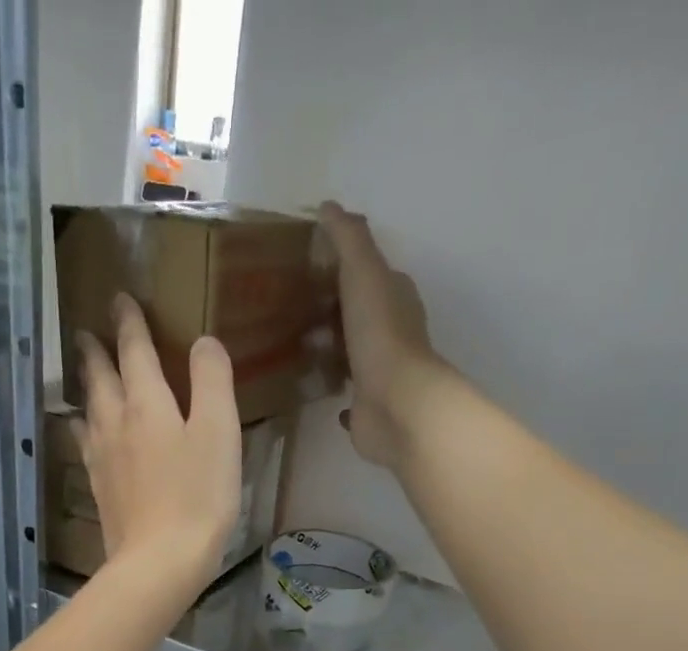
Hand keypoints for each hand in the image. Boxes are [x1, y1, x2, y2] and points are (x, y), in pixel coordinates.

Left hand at [75, 294, 241, 597]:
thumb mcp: (219, 432)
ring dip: (86, 387)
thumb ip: (212, 381)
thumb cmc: (197, 496)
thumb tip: (203, 342)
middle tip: (87, 332)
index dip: (130, 323)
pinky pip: (86, 446)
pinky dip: (83, 428)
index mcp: (147, 404)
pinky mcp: (100, 491)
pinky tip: (83, 431)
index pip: (135, 351)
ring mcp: (103, 460)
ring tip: (83, 375)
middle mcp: (116, 424)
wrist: (159, 561)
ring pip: (89, 410)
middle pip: (101, 378)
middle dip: (96, 351)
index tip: (120, 299)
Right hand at [319, 202, 455, 473]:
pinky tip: (315, 384)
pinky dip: (335, 386)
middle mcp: (392, 334)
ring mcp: (380, 373)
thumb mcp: (363, 272)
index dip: (344, 268)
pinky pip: (348, 393)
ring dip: (331, 349)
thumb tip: (328, 207)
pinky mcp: (367, 407)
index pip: (371, 274)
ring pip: (352, 353)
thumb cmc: (380, 334)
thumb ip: (348, 239)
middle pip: (360, 314)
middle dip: (333, 310)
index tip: (309, 266)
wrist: (395, 404)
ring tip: (295, 345)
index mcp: (396, 298)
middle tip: (291, 308)